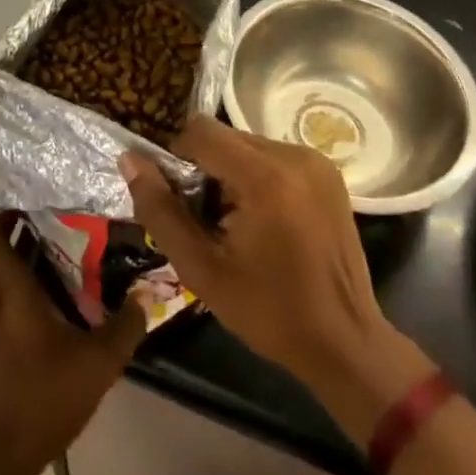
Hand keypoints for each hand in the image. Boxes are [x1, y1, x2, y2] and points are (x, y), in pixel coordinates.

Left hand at [0, 170, 146, 474]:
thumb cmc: (38, 400)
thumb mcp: (94, 365)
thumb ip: (124, 327)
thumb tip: (149, 293)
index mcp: (2, 283)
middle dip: (3, 198)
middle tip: (38, 175)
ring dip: (12, 228)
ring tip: (51, 206)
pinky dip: (17, 257)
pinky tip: (52, 263)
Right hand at [122, 118, 405, 402]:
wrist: (345, 343)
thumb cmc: (269, 311)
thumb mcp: (201, 268)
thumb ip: (159, 209)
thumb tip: (129, 159)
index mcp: (265, 177)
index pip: (200, 131)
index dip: (178, 158)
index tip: (183, 202)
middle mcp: (293, 155)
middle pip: (224, 137)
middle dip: (206, 170)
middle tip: (209, 221)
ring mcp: (315, 161)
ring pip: (246, 144)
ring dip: (230, 173)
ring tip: (238, 225)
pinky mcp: (328, 171)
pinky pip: (272, 156)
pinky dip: (256, 176)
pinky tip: (265, 220)